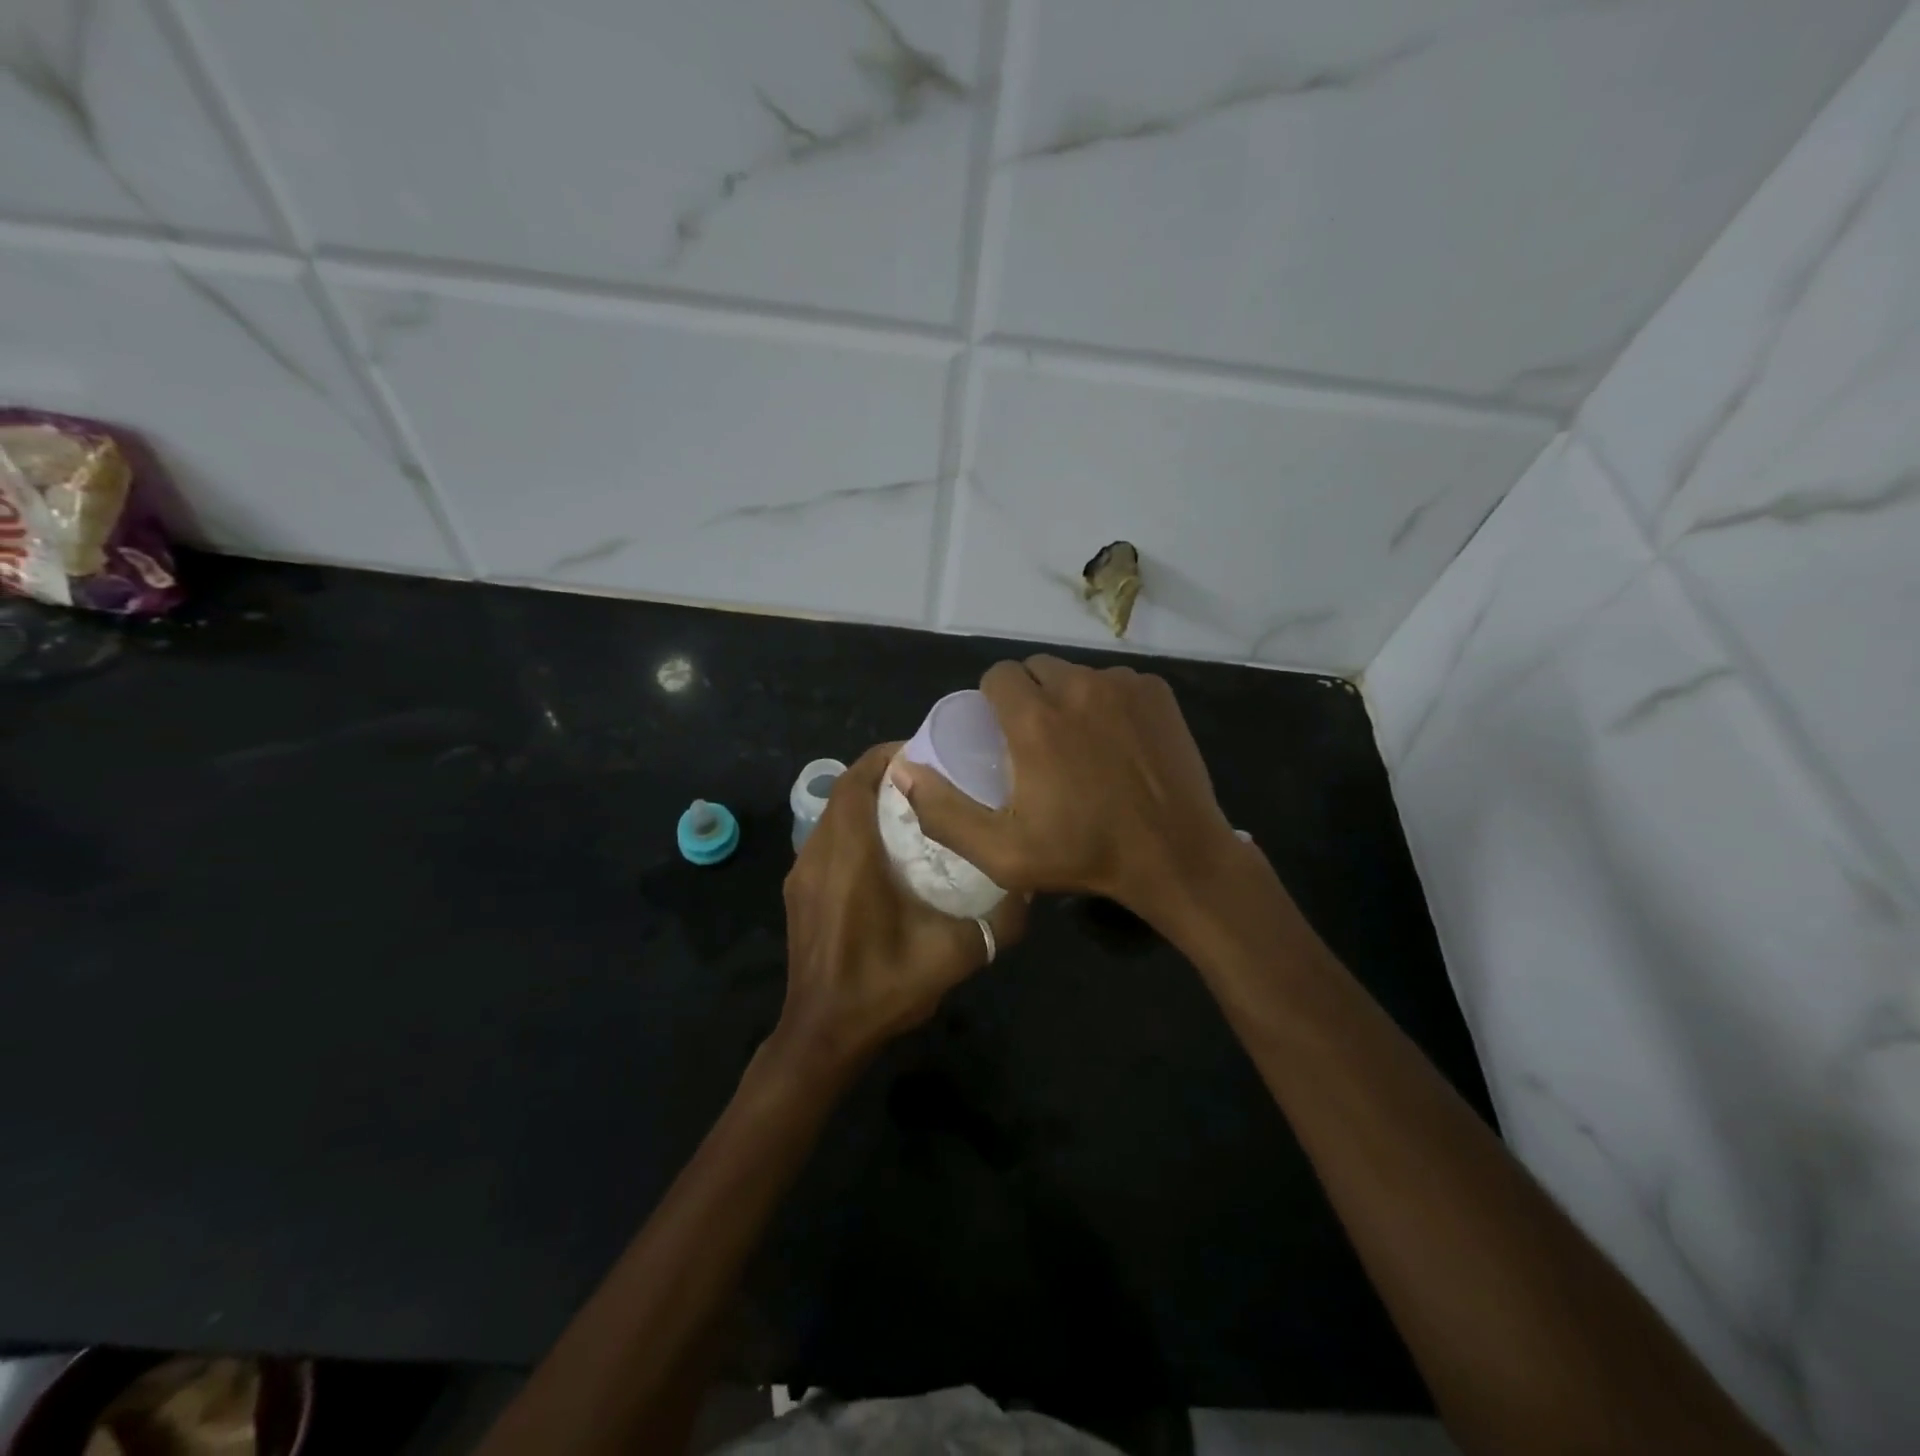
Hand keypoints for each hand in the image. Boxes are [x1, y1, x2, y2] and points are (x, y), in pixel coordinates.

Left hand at [778, 743, 1026, 1069]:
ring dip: (865, 800)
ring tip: (911, 807)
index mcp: (850, 858)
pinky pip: (825, 839)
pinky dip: (852, 826)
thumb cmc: (883, 988)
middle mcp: (818, 854)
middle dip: (882, 773)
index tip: (925, 752)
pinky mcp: (797, 892)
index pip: (858, 781)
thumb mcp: (953, 955)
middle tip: (928, 777)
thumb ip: (998, 922)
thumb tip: (1029, 888)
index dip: (887, 757)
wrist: (823, 1035)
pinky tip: (884, 851)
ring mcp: (801, 874)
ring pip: (832, 814)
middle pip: (844, 790)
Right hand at [887, 656, 1244, 923]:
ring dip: (1068, 698)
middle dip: (1028, 697)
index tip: (1001, 735)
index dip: (992, 702)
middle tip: (1037, 742)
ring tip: (1079, 743)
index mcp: (1035, 719)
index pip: (997, 675)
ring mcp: (1123, 685)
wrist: (1176, 856)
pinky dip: (1107, 702)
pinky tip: (1117, 742)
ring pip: (1076, 674)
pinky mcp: (1156, 691)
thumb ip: (944, 812)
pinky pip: (1115, 682)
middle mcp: (1077, 687)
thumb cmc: (1084, 856)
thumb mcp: (1002, 852)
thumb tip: (904, 770)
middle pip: (1035, 668)